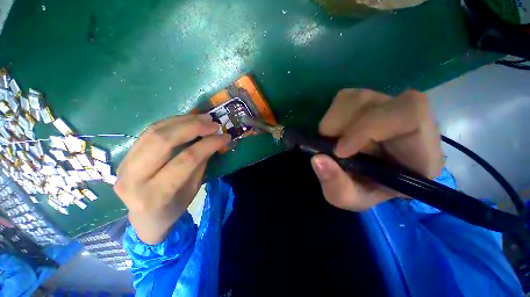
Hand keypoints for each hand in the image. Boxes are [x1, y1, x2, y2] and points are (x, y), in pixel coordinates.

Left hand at [114, 114, 230, 244]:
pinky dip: (171, 123)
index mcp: (156, 194)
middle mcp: (133, 178)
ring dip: (182, 121)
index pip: (186, 160)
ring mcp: (124, 165)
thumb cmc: (175, 207)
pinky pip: (149, 132)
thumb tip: (214, 139)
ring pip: (154, 132)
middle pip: (163, 141)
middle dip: (192, 127)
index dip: (208, 144)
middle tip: (212, 123)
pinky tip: (187, 120)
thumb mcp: (193, 188)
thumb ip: (201, 162)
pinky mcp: (124, 156)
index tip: (225, 136)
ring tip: (203, 118)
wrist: (146, 218)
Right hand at [311, 89, 443, 210]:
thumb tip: (317, 159)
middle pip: (371, 102)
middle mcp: (408, 118)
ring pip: (353, 97)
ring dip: (332, 122)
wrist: (373, 177)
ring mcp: (387, 104)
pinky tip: (336, 133)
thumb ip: (336, 186)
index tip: (340, 151)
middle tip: (331, 149)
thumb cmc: (369, 190)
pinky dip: (331, 117)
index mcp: (421, 148)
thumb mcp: (351, 198)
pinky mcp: (369, 101)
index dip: (368, 127)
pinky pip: (344, 98)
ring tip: (333, 142)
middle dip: (339, 127)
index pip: (409, 113)